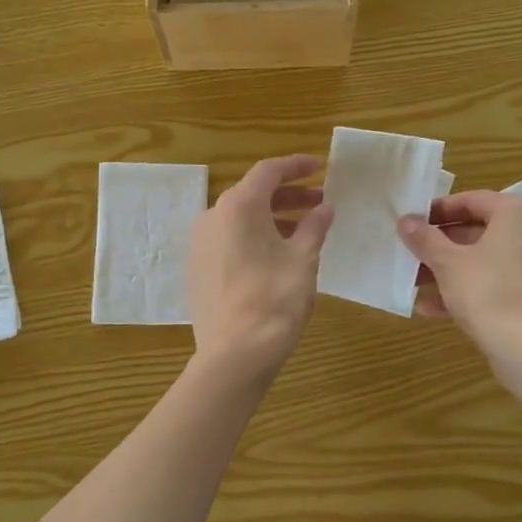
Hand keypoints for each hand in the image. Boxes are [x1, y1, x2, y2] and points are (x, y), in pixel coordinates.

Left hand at [187, 154, 333, 382]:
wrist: (234, 354)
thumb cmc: (274, 300)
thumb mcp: (303, 260)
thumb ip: (315, 227)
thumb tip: (324, 208)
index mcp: (238, 207)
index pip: (268, 171)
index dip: (296, 166)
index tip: (320, 167)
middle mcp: (212, 217)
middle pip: (253, 194)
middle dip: (288, 196)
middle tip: (320, 203)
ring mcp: (200, 245)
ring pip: (240, 220)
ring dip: (273, 219)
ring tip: (304, 232)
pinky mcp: (198, 270)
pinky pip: (229, 241)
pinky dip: (254, 238)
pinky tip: (277, 256)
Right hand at [399, 191, 521, 375]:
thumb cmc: (489, 292)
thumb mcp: (448, 263)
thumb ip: (425, 238)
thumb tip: (406, 220)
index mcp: (518, 214)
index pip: (472, 200)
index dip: (438, 210)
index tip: (412, 223)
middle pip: (479, 231)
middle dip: (440, 245)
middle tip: (411, 254)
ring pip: (486, 260)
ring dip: (450, 270)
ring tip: (415, 284)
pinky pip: (497, 283)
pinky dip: (468, 290)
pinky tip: (433, 309)